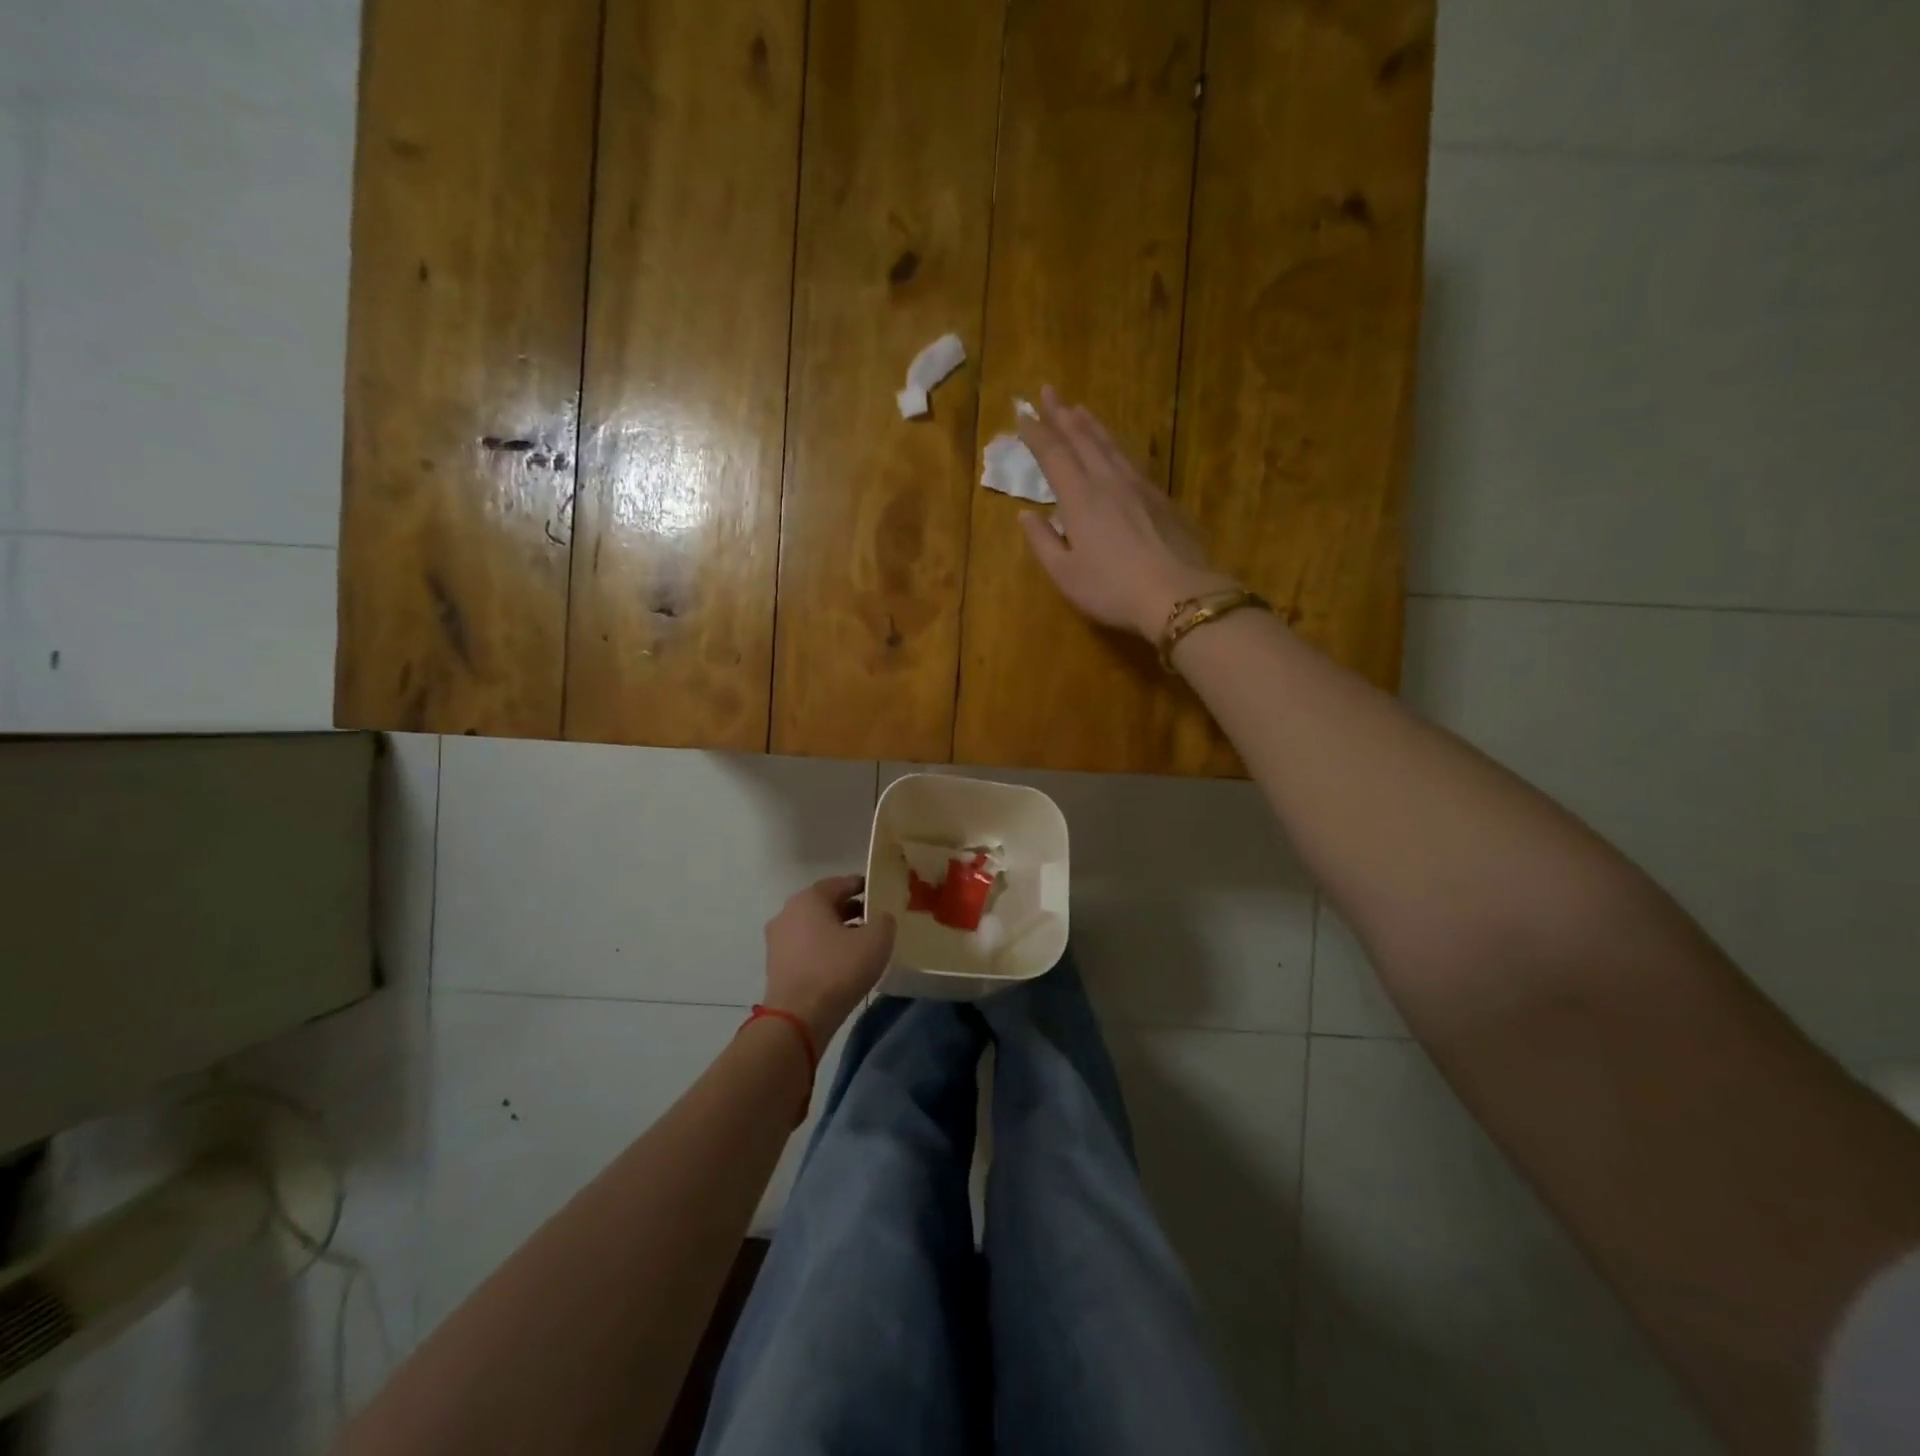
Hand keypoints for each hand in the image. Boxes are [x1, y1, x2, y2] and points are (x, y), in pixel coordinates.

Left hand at [762, 875, 895, 1047]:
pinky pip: (805, 948)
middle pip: (825, 904)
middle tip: (873, 918)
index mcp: (809, 898)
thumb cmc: (838, 970)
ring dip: (836, 931)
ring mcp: (778, 940)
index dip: (862, 885)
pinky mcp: (776, 965)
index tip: (879, 892)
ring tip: (861, 943)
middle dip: (849, 909)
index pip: (840, 883)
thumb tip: (880, 918)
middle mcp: (788, 912)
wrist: (798, 1018)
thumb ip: (884, 920)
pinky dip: (823, 949)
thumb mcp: (876, 940)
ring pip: (814, 927)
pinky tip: (841, 963)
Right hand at [1016, 387, 1236, 639]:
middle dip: (1062, 414)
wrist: (1178, 594)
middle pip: (1083, 439)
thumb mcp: (1066, 574)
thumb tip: (1025, 516)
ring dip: (1091, 425)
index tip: (1022, 413)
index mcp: (1080, 498)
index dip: (1036, 433)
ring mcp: (1140, 487)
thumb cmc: (1112, 589)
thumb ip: (1043, 542)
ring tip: (1080, 410)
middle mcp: (1108, 482)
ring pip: (1111, 445)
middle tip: (1049, 392)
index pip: (1053, 455)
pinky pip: (1132, 461)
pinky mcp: (1162, 499)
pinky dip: (1116, 446)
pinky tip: (1116, 450)